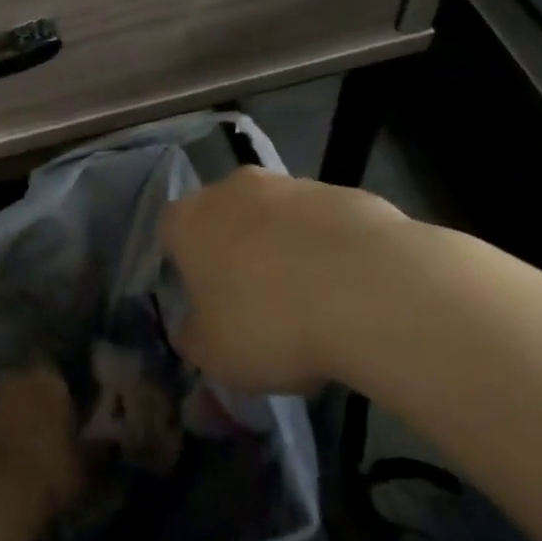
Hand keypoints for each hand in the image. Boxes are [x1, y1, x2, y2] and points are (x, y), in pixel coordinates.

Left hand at [0, 364, 88, 519]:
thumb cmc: (48, 472)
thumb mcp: (86, 466)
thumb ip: (99, 448)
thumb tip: (110, 440)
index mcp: (49, 376)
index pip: (62, 374)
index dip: (68, 395)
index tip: (74, 415)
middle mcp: (16, 375)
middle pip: (32, 384)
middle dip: (39, 403)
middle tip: (51, 432)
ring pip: (9, 402)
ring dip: (17, 418)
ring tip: (28, 448)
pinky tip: (7, 459)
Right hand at [159, 167, 408, 392]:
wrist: (371, 290)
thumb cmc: (271, 324)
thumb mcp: (215, 356)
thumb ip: (193, 338)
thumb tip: (190, 330)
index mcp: (190, 220)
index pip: (170, 233)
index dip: (184, 266)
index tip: (204, 302)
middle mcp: (233, 189)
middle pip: (224, 217)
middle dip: (236, 251)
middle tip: (256, 303)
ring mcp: (291, 184)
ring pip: (276, 217)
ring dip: (284, 248)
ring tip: (312, 304)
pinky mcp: (343, 192)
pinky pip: (323, 223)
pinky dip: (329, 249)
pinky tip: (350, 291)